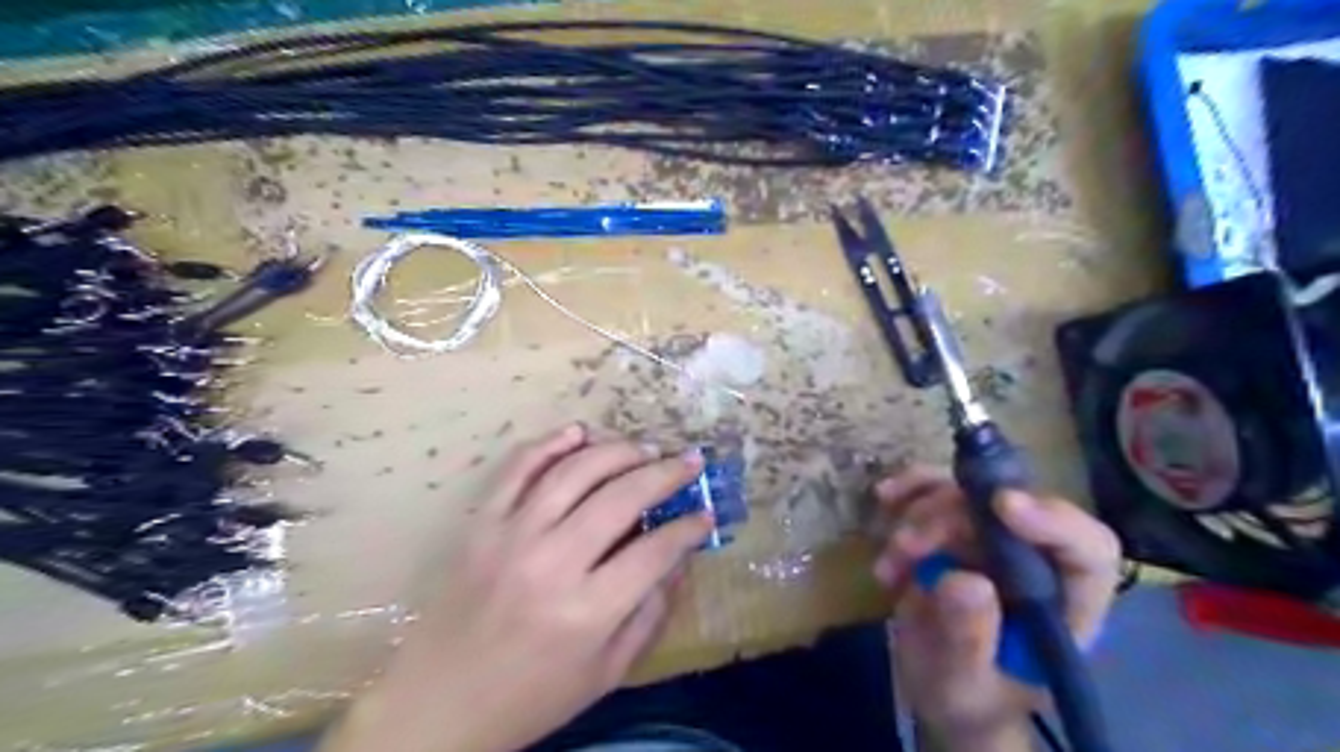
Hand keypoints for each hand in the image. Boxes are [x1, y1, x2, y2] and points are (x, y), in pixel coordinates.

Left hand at [321, 422, 711, 751]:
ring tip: (645, 448)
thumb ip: (650, 614)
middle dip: (665, 473)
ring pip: (574, 471)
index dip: (688, 528)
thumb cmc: (531, 697)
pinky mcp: (482, 524)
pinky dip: (550, 443)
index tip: (705, 514)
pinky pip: (517, 469)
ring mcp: (511, 536)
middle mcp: (551, 563)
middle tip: (690, 461)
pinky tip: (579, 433)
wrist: (439, 705)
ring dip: (617, 450)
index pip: (654, 551)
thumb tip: (679, 560)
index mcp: (586, 611)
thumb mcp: (607, 672)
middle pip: (620, 498)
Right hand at [870, 466, 1122, 749]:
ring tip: (892, 556)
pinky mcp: (955, 527)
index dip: (1052, 520)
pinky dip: (909, 490)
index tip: (1000, 505)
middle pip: (1007, 510)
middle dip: (950, 518)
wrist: (939, 689)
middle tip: (906, 547)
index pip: (1086, 550)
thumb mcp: (963, 682)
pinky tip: (886, 498)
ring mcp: (993, 539)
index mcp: (1064, 605)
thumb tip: (963, 580)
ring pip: (966, 494)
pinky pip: (935, 489)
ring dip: (920, 511)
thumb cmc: (967, 698)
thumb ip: (968, 638)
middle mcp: (1034, 561)